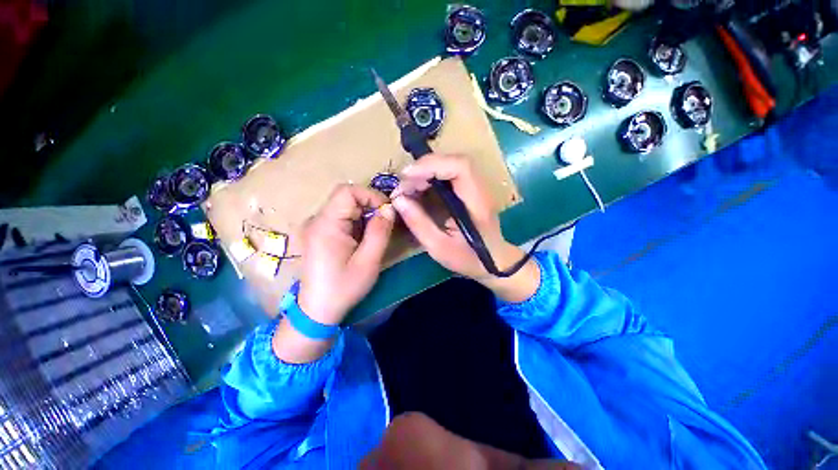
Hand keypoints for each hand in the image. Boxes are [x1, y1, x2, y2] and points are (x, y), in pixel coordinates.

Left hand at [297, 184, 395, 324]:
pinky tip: (362, 238)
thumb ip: (380, 231)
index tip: (387, 211)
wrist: (317, 310)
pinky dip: (356, 222)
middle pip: (345, 197)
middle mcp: (316, 220)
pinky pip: (340, 217)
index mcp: (325, 225)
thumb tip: (390, 208)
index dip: (370, 195)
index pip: (347, 191)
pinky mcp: (318, 233)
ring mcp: (315, 226)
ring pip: (344, 207)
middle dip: (369, 205)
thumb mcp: (368, 261)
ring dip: (364, 214)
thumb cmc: (343, 287)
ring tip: (375, 233)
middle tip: (385, 223)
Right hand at [391, 154, 538, 301]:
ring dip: (425, 171)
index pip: (460, 167)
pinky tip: (418, 189)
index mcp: (477, 202)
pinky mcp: (469, 189)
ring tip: (408, 188)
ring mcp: (476, 186)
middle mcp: (480, 188)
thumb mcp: (439, 248)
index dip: (432, 165)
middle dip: (424, 168)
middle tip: (403, 186)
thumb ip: (419, 224)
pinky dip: (430, 177)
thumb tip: (398, 200)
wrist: (494, 261)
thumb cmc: (469, 258)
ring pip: (450, 164)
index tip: (407, 177)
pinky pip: (448, 173)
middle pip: (454, 161)